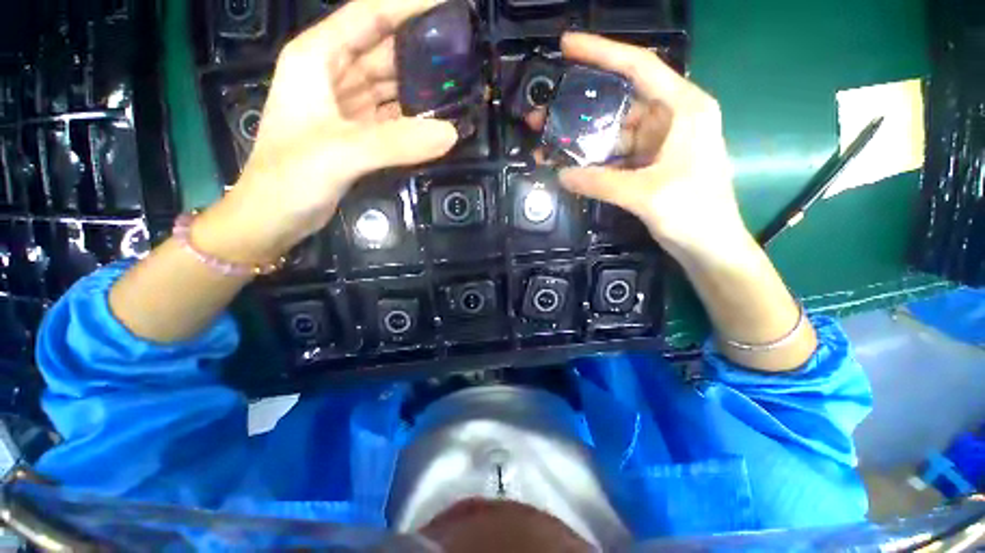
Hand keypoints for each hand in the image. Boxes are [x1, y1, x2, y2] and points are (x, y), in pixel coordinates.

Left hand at [194, 0, 457, 263]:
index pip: (369, 15)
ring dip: (422, 85)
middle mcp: (334, 75)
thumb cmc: (289, 178)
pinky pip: (393, 116)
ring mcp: (348, 106)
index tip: (448, 3)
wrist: (274, 216)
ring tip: (459, 84)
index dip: (408, 4)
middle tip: (464, 51)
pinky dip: (415, 117)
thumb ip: (395, 142)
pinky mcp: (359, 134)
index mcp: (318, 58)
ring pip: (391, 84)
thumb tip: (451, 133)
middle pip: (384, 48)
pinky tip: (438, 119)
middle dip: (421, 47)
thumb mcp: (340, 153)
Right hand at [551, 33, 748, 262]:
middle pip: (618, 101)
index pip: (639, 67)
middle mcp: (670, 118)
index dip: (602, 52)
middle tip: (543, 112)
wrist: (709, 245)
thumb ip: (600, 182)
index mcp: (683, 108)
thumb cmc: (693, 213)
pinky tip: (568, 163)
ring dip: (581, 138)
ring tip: (547, 141)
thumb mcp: (645, 194)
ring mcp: (656, 142)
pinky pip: (613, 155)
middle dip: (579, 107)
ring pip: (611, 131)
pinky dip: (591, 159)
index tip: (567, 46)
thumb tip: (561, 175)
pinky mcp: (646, 164)